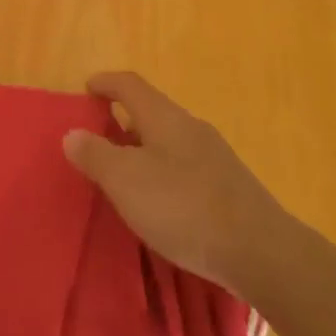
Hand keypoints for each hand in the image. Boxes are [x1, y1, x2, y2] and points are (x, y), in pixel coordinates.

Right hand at [64, 71, 293, 295]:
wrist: (262, 252)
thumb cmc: (184, 207)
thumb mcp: (126, 181)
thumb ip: (95, 155)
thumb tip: (72, 133)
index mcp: (164, 116)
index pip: (129, 84)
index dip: (105, 83)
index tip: (87, 89)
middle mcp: (190, 126)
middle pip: (150, 111)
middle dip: (123, 121)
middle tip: (99, 142)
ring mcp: (214, 156)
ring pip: (169, 141)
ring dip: (144, 150)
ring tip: (126, 177)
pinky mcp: (230, 186)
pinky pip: (186, 166)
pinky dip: (164, 173)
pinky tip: (162, 203)